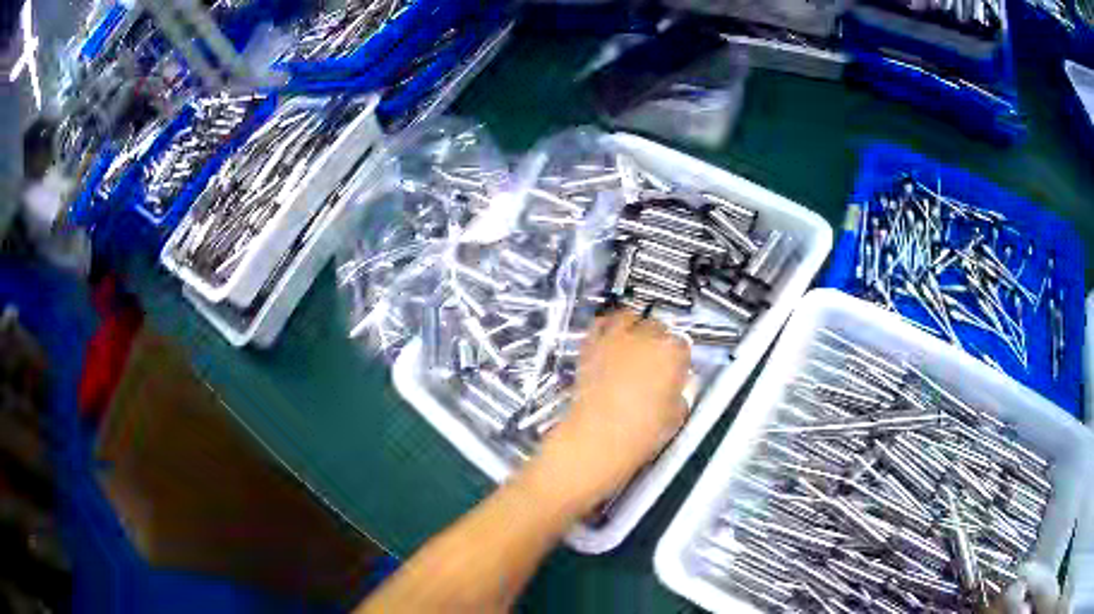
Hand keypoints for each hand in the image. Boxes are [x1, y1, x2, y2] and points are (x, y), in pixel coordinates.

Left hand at [528, 310, 690, 514]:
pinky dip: (607, 326)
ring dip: (634, 326)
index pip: (682, 344)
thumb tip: (677, 385)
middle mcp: (645, 337)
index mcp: (672, 353)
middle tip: (655, 360)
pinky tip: (609, 337)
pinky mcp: (590, 345)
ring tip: (634, 342)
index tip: (676, 370)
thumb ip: (681, 392)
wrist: (597, 438)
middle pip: (657, 327)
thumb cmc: (642, 432)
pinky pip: (600, 324)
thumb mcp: (677, 415)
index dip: (679, 358)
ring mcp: (615, 338)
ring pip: (629, 317)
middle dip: (659, 340)